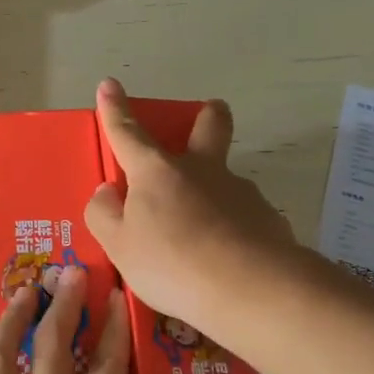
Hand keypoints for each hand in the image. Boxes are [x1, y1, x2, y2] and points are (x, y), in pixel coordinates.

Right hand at [85, 78, 301, 349]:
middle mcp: (201, 170)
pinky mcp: (267, 219)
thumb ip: (105, 215)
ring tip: (200, 239)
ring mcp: (240, 192)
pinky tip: (226, 261)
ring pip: (226, 179)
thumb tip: (107, 192)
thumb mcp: (119, 245)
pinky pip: (243, 217)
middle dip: (205, 116)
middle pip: (209, 127)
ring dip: (214, 192)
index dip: (115, 110)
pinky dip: (232, 230)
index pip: (128, 133)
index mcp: (156, 172)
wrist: (251, 289)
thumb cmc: (171, 263)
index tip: (110, 84)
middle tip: (204, 117)